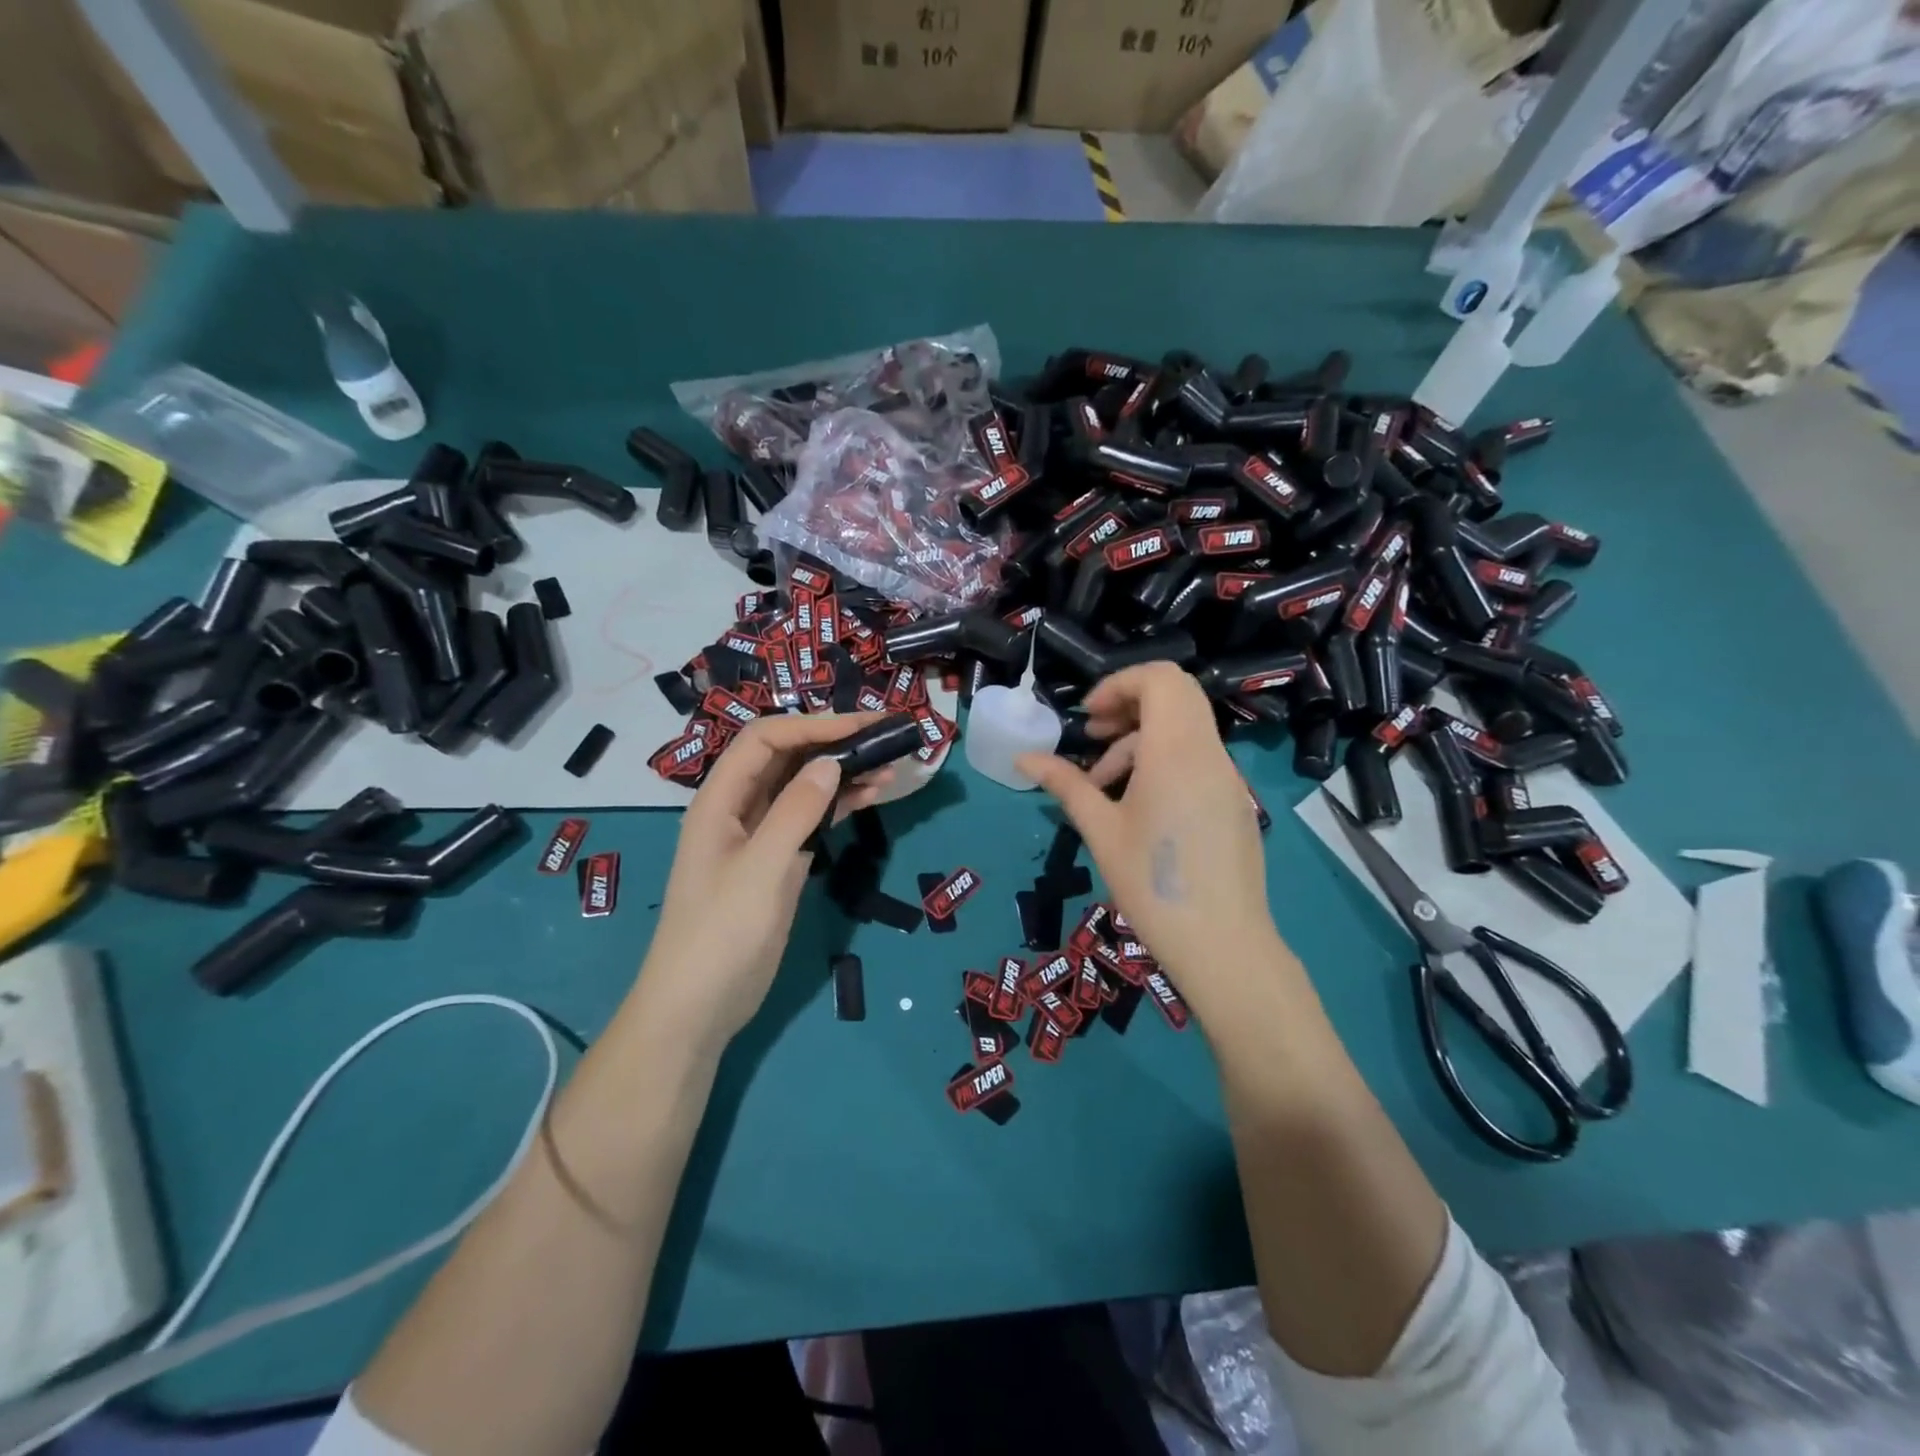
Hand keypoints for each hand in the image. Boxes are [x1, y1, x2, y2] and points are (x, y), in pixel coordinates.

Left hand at [635, 713, 892, 1054]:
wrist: (698, 1007)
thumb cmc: (721, 934)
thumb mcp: (761, 869)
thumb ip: (796, 811)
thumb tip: (832, 762)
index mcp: (720, 800)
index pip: (767, 740)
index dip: (814, 726)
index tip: (863, 727)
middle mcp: (739, 808)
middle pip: (788, 757)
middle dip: (834, 742)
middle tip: (887, 738)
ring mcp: (760, 835)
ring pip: (804, 786)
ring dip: (843, 772)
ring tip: (891, 766)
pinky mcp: (778, 861)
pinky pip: (811, 818)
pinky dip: (840, 804)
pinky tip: (873, 796)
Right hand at [1018, 663, 1277, 1014]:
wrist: (1223, 945)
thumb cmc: (1151, 884)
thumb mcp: (1100, 830)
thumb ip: (1065, 784)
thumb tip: (1022, 758)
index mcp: (1177, 751)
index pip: (1161, 679)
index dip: (1119, 684)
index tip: (1087, 717)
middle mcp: (1209, 753)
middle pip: (1176, 696)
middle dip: (1128, 706)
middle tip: (1092, 737)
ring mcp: (1227, 778)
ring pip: (1184, 730)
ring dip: (1140, 741)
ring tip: (1102, 786)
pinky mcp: (1233, 802)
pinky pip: (1196, 759)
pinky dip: (1163, 763)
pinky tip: (1137, 808)